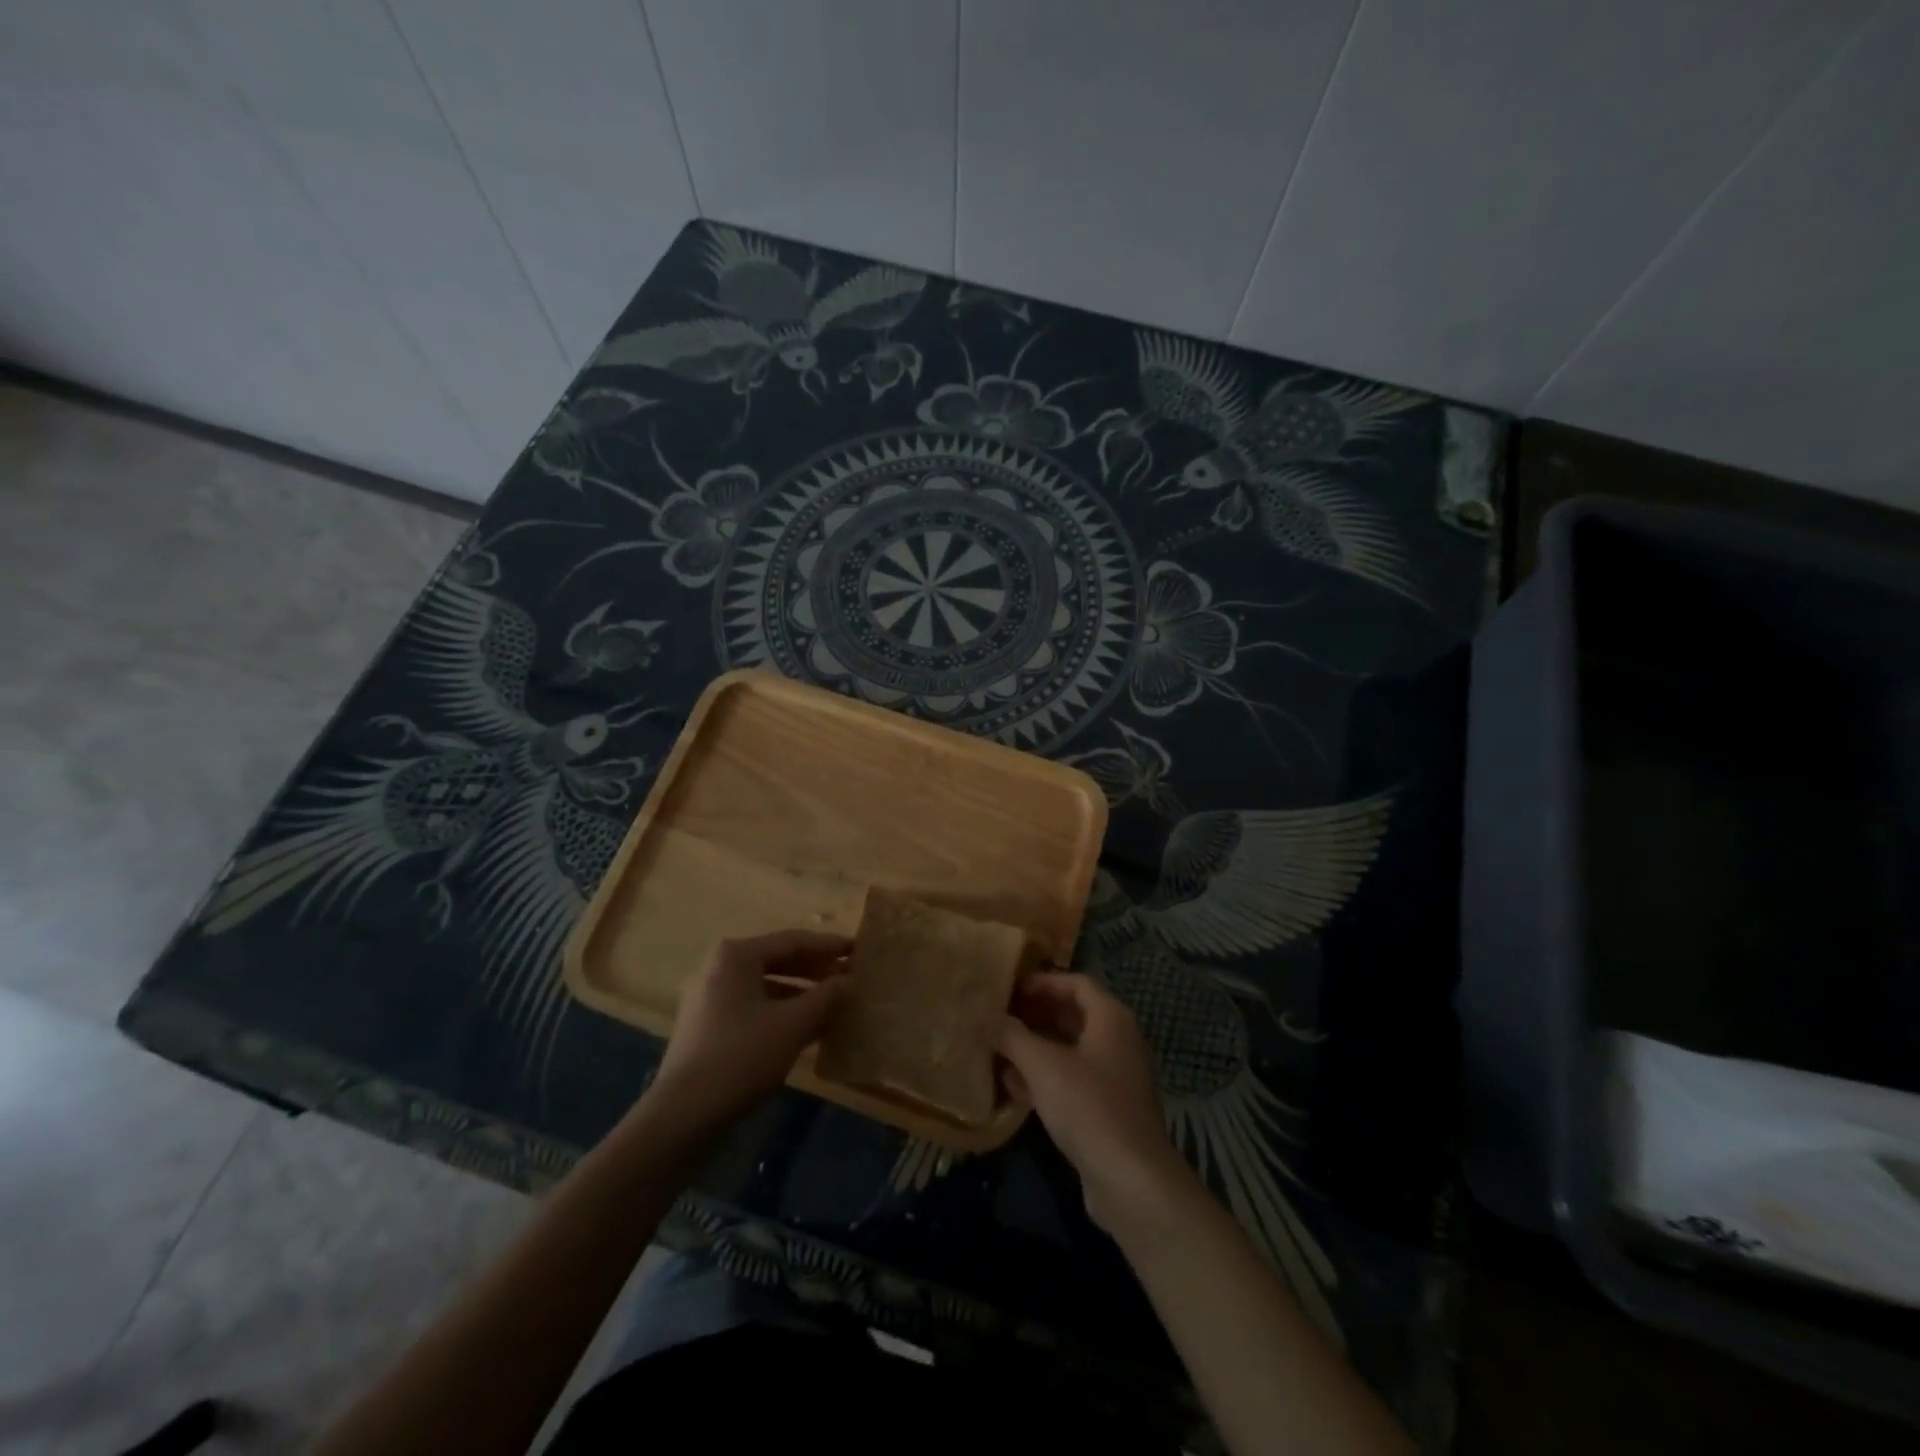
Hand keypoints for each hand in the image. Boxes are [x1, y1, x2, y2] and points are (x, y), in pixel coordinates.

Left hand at [648, 930, 849, 1133]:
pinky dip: (782, 1012)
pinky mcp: (708, 1026)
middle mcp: (719, 968)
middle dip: (816, 970)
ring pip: (766, 986)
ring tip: (835, 1003)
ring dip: (802, 994)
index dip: (829, 946)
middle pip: (778, 960)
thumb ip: (825, 996)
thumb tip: (848, 980)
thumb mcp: (793, 1024)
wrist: (683, 1115)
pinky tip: (809, 1029)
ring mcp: (710, 998)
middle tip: (850, 976)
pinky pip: (754, 1007)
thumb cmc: (742, 1056)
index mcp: (736, 955)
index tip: (858, 949)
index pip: (793, 941)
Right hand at [995, 972, 1183, 1229]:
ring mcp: (1116, 1075)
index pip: (1076, 983)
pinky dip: (1046, 1075)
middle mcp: (1119, 1040)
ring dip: (1036, 1046)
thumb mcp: (1042, 1066)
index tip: (1009, 991)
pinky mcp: (1109, 1108)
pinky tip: (1014, 1085)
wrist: (1131, 1180)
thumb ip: (1013, 1036)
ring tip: (1000, 1048)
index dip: (1042, 982)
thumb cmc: (1088, 1107)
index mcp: (1111, 1018)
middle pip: (1073, 1014)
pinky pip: (1074, 1078)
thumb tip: (989, 1018)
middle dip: (1035, 1013)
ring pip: (1071, 1049)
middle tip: (1000, 1017)